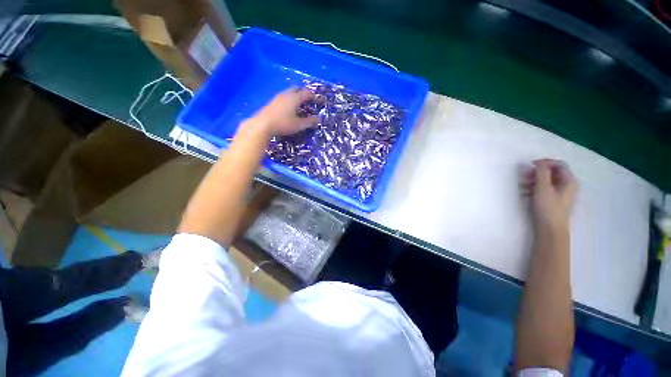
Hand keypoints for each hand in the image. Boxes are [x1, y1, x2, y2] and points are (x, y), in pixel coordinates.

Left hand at [251, 87, 318, 135]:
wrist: (262, 124)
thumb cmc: (283, 124)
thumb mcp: (299, 125)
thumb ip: (309, 122)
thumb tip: (317, 119)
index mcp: (295, 98)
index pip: (307, 94)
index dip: (315, 97)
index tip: (320, 101)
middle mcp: (286, 94)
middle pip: (298, 89)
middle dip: (305, 93)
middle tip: (309, 101)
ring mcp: (278, 97)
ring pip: (290, 92)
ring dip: (297, 96)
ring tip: (301, 106)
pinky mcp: (273, 102)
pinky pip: (285, 97)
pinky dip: (291, 100)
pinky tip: (290, 109)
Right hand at [522, 159, 577, 232]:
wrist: (550, 229)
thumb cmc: (548, 208)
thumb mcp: (543, 188)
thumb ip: (542, 173)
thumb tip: (540, 161)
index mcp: (569, 180)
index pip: (558, 164)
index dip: (545, 163)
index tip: (530, 166)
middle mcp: (567, 185)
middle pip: (552, 172)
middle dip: (536, 173)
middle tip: (524, 176)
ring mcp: (560, 193)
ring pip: (546, 181)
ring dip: (533, 181)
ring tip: (522, 186)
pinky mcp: (553, 200)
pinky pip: (544, 189)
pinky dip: (534, 189)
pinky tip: (525, 193)